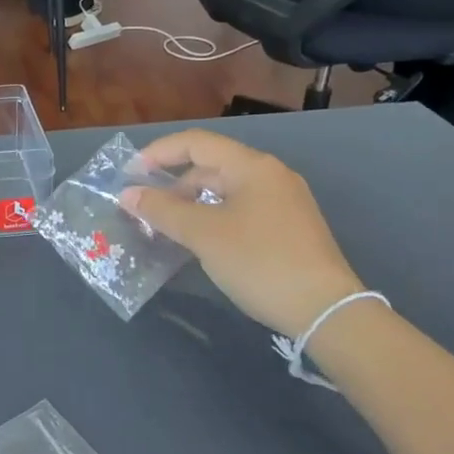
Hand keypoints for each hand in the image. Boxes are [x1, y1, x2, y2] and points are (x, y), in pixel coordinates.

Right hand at [117, 131, 363, 337]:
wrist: (326, 311)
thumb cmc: (260, 262)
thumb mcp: (203, 234)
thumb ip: (162, 210)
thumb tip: (127, 194)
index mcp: (252, 166)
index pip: (196, 143)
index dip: (158, 153)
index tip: (129, 175)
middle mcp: (270, 175)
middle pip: (210, 166)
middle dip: (173, 185)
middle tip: (145, 210)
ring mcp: (283, 202)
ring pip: (225, 191)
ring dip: (191, 204)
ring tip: (166, 228)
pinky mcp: (289, 228)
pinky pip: (240, 210)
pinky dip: (213, 217)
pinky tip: (199, 241)